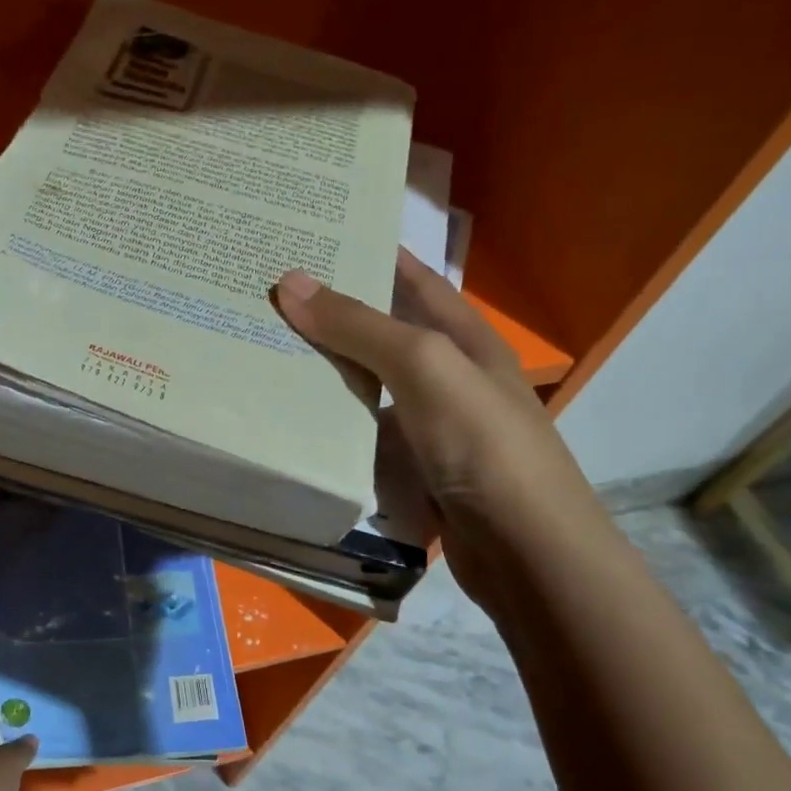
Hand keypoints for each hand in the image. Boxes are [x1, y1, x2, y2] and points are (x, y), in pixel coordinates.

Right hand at [273, 250, 612, 601]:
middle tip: (269, 298)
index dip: (372, 253)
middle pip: (385, 335)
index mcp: (465, 339)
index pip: (415, 279)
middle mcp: (450, 378)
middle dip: (335, 316)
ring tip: (266, 354)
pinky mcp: (415, 473)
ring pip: (370, 390)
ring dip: (327, 374)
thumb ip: (361, 327)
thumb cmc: (483, 445)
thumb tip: (292, 281)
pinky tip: (293, 424)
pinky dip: (333, 428)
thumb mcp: (425, 368)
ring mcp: (432, 429)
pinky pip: (365, 438)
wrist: (524, 551)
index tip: (314, 239)